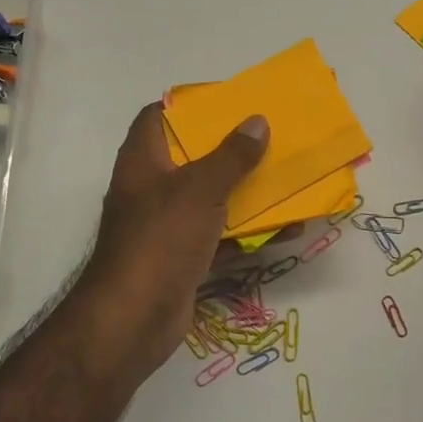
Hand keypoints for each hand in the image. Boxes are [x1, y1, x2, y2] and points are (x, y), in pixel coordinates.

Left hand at [74, 104, 270, 366]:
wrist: (134, 318)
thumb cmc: (161, 240)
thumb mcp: (200, 190)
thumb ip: (231, 156)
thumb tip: (256, 122)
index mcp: (143, 160)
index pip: (159, 117)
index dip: (191, 105)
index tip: (231, 103)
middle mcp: (152, 189)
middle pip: (193, 158)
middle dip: (232, 151)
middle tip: (271, 140)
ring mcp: (167, 227)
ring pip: (212, 200)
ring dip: (248, 194)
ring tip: (288, 181)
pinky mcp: (183, 259)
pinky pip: (221, 238)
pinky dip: (250, 234)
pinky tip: (287, 230)